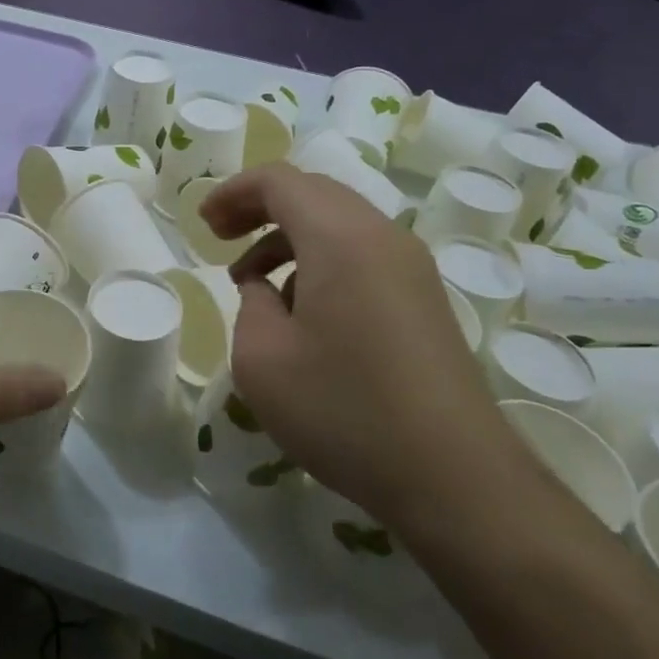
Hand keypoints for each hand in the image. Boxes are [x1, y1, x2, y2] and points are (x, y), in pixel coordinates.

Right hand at [199, 164, 508, 524]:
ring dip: (289, 238)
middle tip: (222, 240)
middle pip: (313, 193)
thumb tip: (267, 290)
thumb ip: (251, 305)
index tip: (203, 226)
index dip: (232, 192)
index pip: (279, 180)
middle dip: (260, 208)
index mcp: (339, 237)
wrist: (455, 477)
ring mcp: (412, 267)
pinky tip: (303, 313)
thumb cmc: (344, 410)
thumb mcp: (262, 359)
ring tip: (254, 284)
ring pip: (340, 223)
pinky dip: (321, 261)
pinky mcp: (425, 299)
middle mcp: (382, 236)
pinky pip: (363, 254)